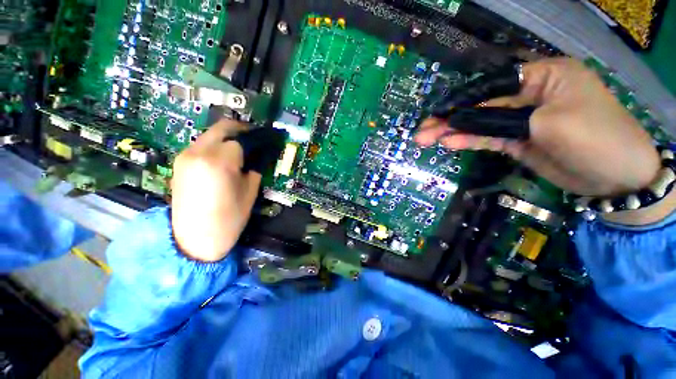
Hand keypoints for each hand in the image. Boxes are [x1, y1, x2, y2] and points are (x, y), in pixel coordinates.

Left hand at [171, 119, 260, 261]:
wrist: (194, 239)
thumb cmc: (229, 218)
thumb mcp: (250, 191)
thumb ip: (257, 167)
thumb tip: (263, 152)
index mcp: (219, 161)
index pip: (242, 138)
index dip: (257, 138)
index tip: (268, 140)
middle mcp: (198, 152)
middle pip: (223, 127)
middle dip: (243, 129)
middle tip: (257, 139)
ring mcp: (186, 155)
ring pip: (212, 134)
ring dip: (229, 137)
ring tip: (243, 150)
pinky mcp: (180, 162)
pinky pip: (202, 144)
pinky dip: (217, 145)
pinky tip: (226, 158)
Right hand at [415, 58, 660, 197]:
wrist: (615, 178)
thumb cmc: (595, 138)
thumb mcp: (548, 123)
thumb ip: (502, 120)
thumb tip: (463, 123)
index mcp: (544, 76)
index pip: (493, 85)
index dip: (461, 100)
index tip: (436, 114)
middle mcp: (531, 95)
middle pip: (482, 106)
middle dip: (450, 119)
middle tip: (422, 132)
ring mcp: (522, 120)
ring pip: (480, 124)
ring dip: (453, 132)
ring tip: (425, 139)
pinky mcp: (518, 140)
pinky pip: (488, 138)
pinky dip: (468, 141)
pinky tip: (448, 144)